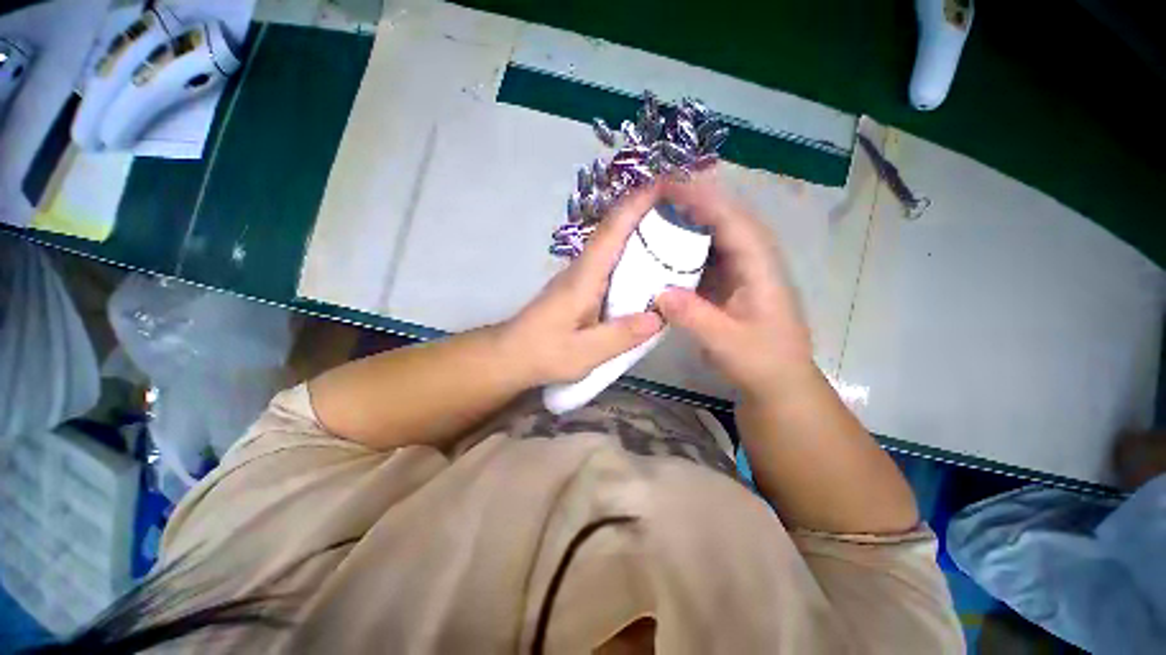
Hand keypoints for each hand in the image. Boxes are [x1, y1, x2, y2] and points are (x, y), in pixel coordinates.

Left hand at [500, 188, 664, 386]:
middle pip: (614, 230)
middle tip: (685, 209)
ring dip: (640, 231)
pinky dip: (630, 254)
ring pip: (612, 244)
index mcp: (584, 277)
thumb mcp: (584, 352)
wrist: (511, 355)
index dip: (637, 204)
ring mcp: (579, 275)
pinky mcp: (579, 286)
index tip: (667, 184)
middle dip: (646, 212)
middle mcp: (582, 268)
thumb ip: (621, 335)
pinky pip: (609, 261)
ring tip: (676, 231)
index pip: (612, 231)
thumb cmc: (543, 353)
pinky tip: (649, 267)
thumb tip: (659, 316)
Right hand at [654, 175, 813, 395]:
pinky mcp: (731, 281)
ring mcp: (743, 270)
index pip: (733, 222)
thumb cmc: (761, 362)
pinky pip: (708, 254)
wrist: (779, 381)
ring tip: (657, 213)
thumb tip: (658, 292)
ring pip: (717, 234)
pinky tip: (666, 247)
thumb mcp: (726, 344)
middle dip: (694, 201)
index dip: (702, 201)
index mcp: (761, 269)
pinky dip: (688, 246)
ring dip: (690, 220)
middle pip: (726, 218)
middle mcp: (754, 260)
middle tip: (656, 194)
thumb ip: (694, 317)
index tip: (668, 187)